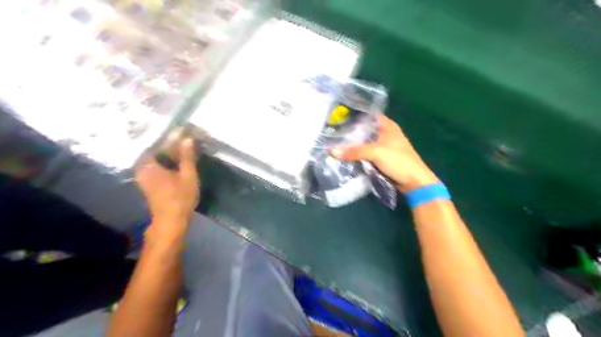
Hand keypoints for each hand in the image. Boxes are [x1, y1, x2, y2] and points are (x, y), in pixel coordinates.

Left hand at [136, 138, 199, 243]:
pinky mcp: (148, 182)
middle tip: (183, 137)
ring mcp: (143, 176)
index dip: (168, 136)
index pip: (155, 143)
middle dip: (167, 144)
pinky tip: (176, 160)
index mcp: (149, 165)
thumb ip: (187, 157)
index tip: (180, 131)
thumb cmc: (180, 197)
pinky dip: (165, 161)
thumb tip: (187, 138)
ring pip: (155, 159)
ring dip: (166, 153)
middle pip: (154, 150)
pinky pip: (155, 166)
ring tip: (181, 147)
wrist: (171, 220)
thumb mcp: (188, 175)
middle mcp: (142, 168)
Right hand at [333, 113, 436, 191]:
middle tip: (333, 131)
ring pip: (365, 142)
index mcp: (388, 126)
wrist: (413, 181)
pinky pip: (366, 153)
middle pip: (365, 129)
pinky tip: (346, 154)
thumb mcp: (375, 153)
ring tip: (335, 141)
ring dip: (353, 144)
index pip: (368, 115)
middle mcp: (385, 133)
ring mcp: (384, 146)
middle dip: (351, 131)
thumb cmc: (398, 160)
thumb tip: (331, 150)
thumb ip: (354, 151)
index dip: (355, 115)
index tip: (339, 116)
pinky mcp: (382, 158)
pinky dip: (358, 154)